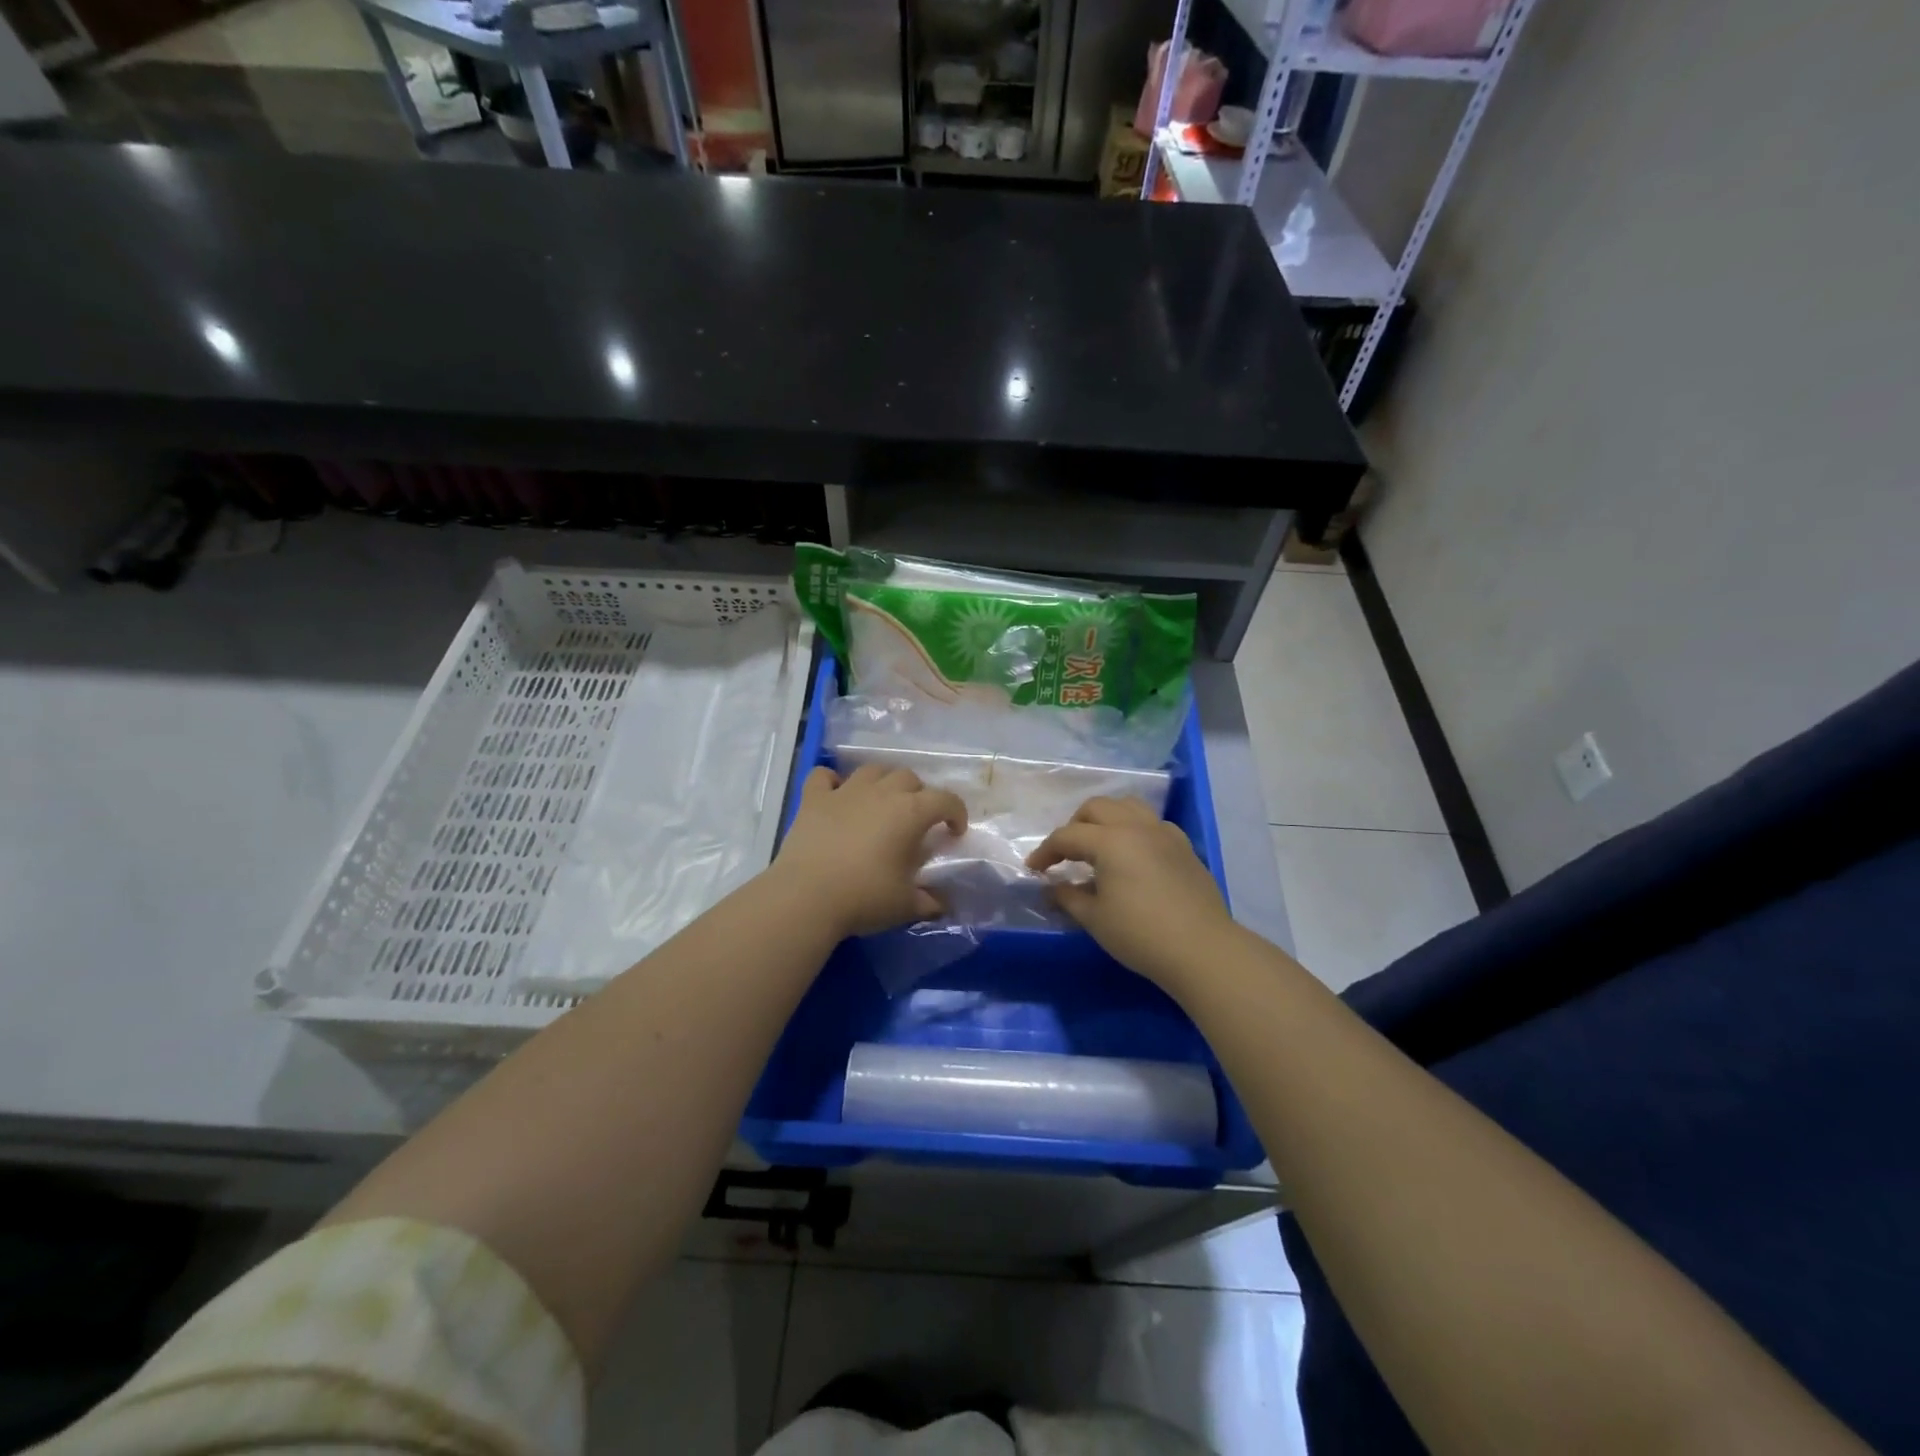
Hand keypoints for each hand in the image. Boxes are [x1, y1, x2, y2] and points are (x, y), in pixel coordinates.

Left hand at [771, 764, 967, 938]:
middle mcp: (881, 793)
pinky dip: (833, 781)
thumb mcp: (905, 905)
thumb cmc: (864, 898)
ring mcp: (845, 792)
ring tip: (882, 803)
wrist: (806, 897)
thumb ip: (928, 901)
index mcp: (910, 813)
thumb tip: (940, 905)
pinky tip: (836, 795)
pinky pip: (824, 776)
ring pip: (872, 770)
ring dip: (882, 782)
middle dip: (919, 794)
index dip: (956, 812)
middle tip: (916, 821)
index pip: (945, 800)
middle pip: (908, 778)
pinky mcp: (813, 799)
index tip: (955, 832)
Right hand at [1027, 796, 1235, 987]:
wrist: (1202, 949)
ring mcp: (1164, 833)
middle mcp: (1136, 826)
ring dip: (1106, 819)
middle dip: (1075, 825)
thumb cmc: (1140, 934)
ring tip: (1098, 845)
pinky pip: (1152, 823)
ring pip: (1127, 806)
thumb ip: (1068, 897)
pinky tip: (1133, 855)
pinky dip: (1134, 829)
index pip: (1067, 836)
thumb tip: (1052, 888)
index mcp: (1110, 841)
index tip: (1034, 869)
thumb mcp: (1095, 919)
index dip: (1046, 851)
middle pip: (1097, 808)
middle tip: (1066, 853)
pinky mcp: (1183, 846)